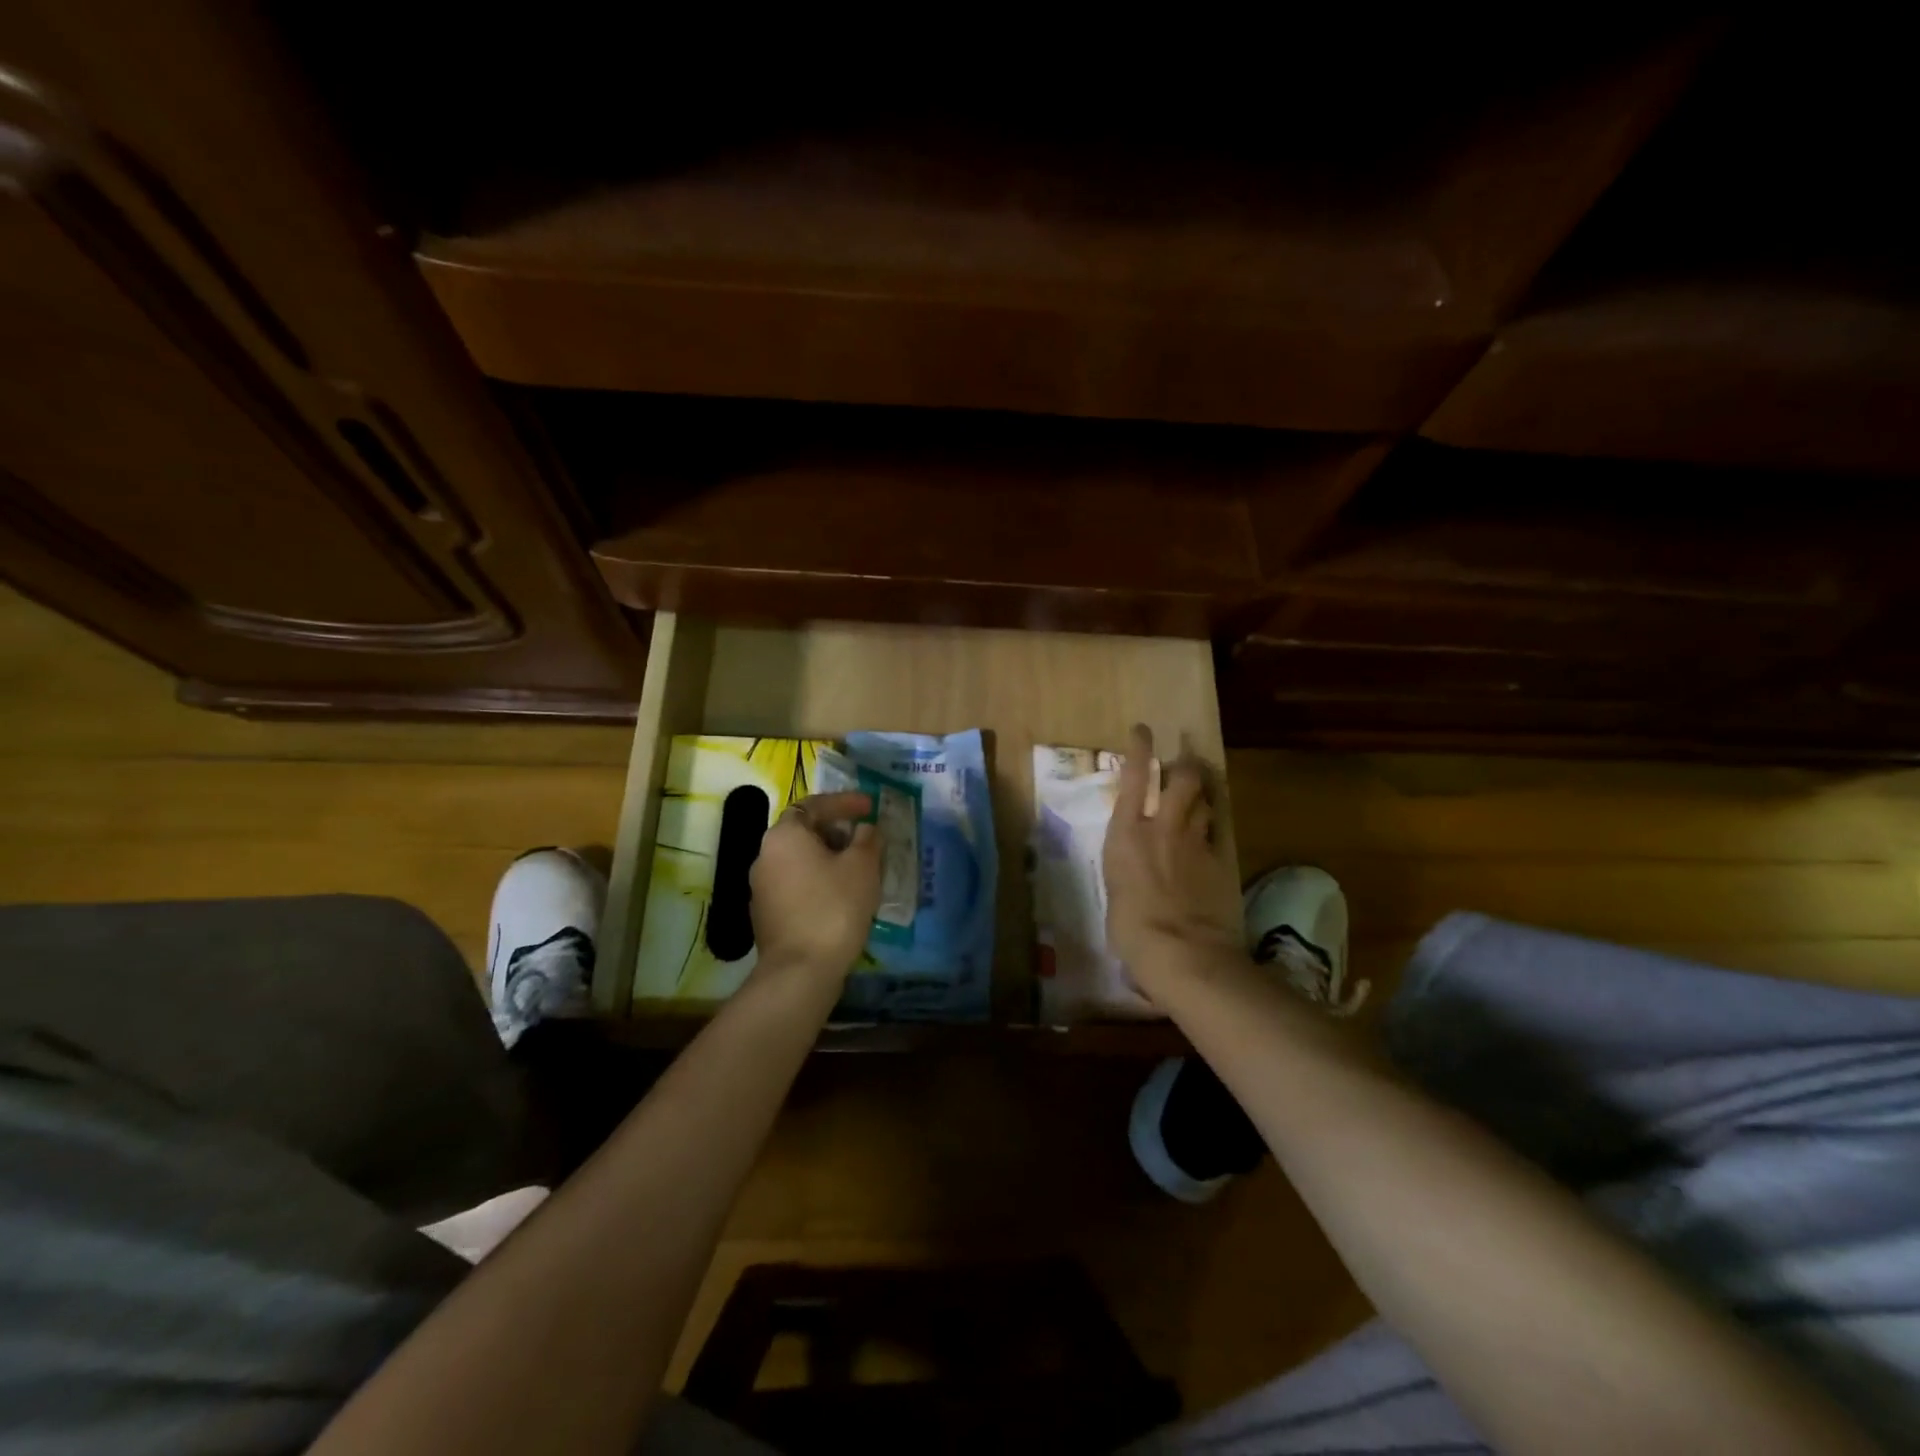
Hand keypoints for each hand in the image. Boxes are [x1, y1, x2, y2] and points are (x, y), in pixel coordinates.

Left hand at [750, 791, 881, 982]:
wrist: (800, 971)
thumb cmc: (834, 907)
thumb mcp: (862, 866)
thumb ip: (867, 839)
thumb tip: (865, 829)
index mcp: (784, 835)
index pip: (814, 805)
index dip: (845, 802)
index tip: (870, 806)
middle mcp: (765, 855)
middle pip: (804, 831)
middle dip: (836, 830)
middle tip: (865, 838)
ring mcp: (761, 887)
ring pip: (799, 860)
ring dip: (828, 857)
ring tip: (858, 868)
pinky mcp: (766, 914)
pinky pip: (796, 884)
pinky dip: (818, 881)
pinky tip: (841, 895)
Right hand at [1103, 725, 1242, 993]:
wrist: (1183, 952)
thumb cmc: (1131, 930)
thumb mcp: (1115, 891)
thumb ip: (1127, 867)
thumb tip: (1135, 867)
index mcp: (1125, 834)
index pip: (1134, 778)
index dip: (1139, 749)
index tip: (1144, 729)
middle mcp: (1161, 827)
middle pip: (1180, 778)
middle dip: (1184, 764)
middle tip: (1184, 761)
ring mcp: (1195, 841)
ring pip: (1204, 799)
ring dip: (1202, 791)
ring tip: (1200, 790)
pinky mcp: (1222, 859)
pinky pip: (1220, 826)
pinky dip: (1216, 818)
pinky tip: (1214, 818)